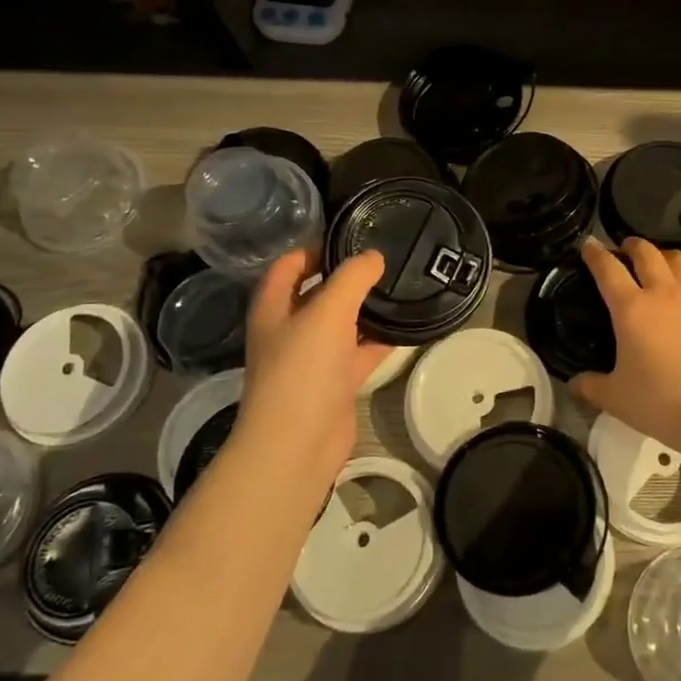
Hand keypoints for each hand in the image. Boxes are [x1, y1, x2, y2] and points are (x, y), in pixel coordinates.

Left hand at [235, 249, 391, 474]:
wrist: (298, 443)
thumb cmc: (303, 369)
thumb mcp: (328, 311)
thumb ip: (352, 278)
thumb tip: (374, 256)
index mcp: (274, 307)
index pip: (289, 264)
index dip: (314, 247)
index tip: (351, 236)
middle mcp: (289, 329)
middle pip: (317, 292)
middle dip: (346, 276)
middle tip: (385, 258)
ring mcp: (312, 358)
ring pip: (341, 323)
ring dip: (365, 308)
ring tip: (400, 285)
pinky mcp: (334, 382)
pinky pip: (359, 352)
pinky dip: (379, 340)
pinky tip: (406, 327)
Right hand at [569, 238, 680, 464]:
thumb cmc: (660, 403)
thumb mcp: (615, 399)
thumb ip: (590, 386)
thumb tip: (574, 383)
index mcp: (631, 309)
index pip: (607, 269)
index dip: (595, 254)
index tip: (588, 245)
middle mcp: (664, 293)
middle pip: (646, 253)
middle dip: (633, 246)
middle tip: (627, 250)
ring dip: (669, 258)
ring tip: (665, 265)